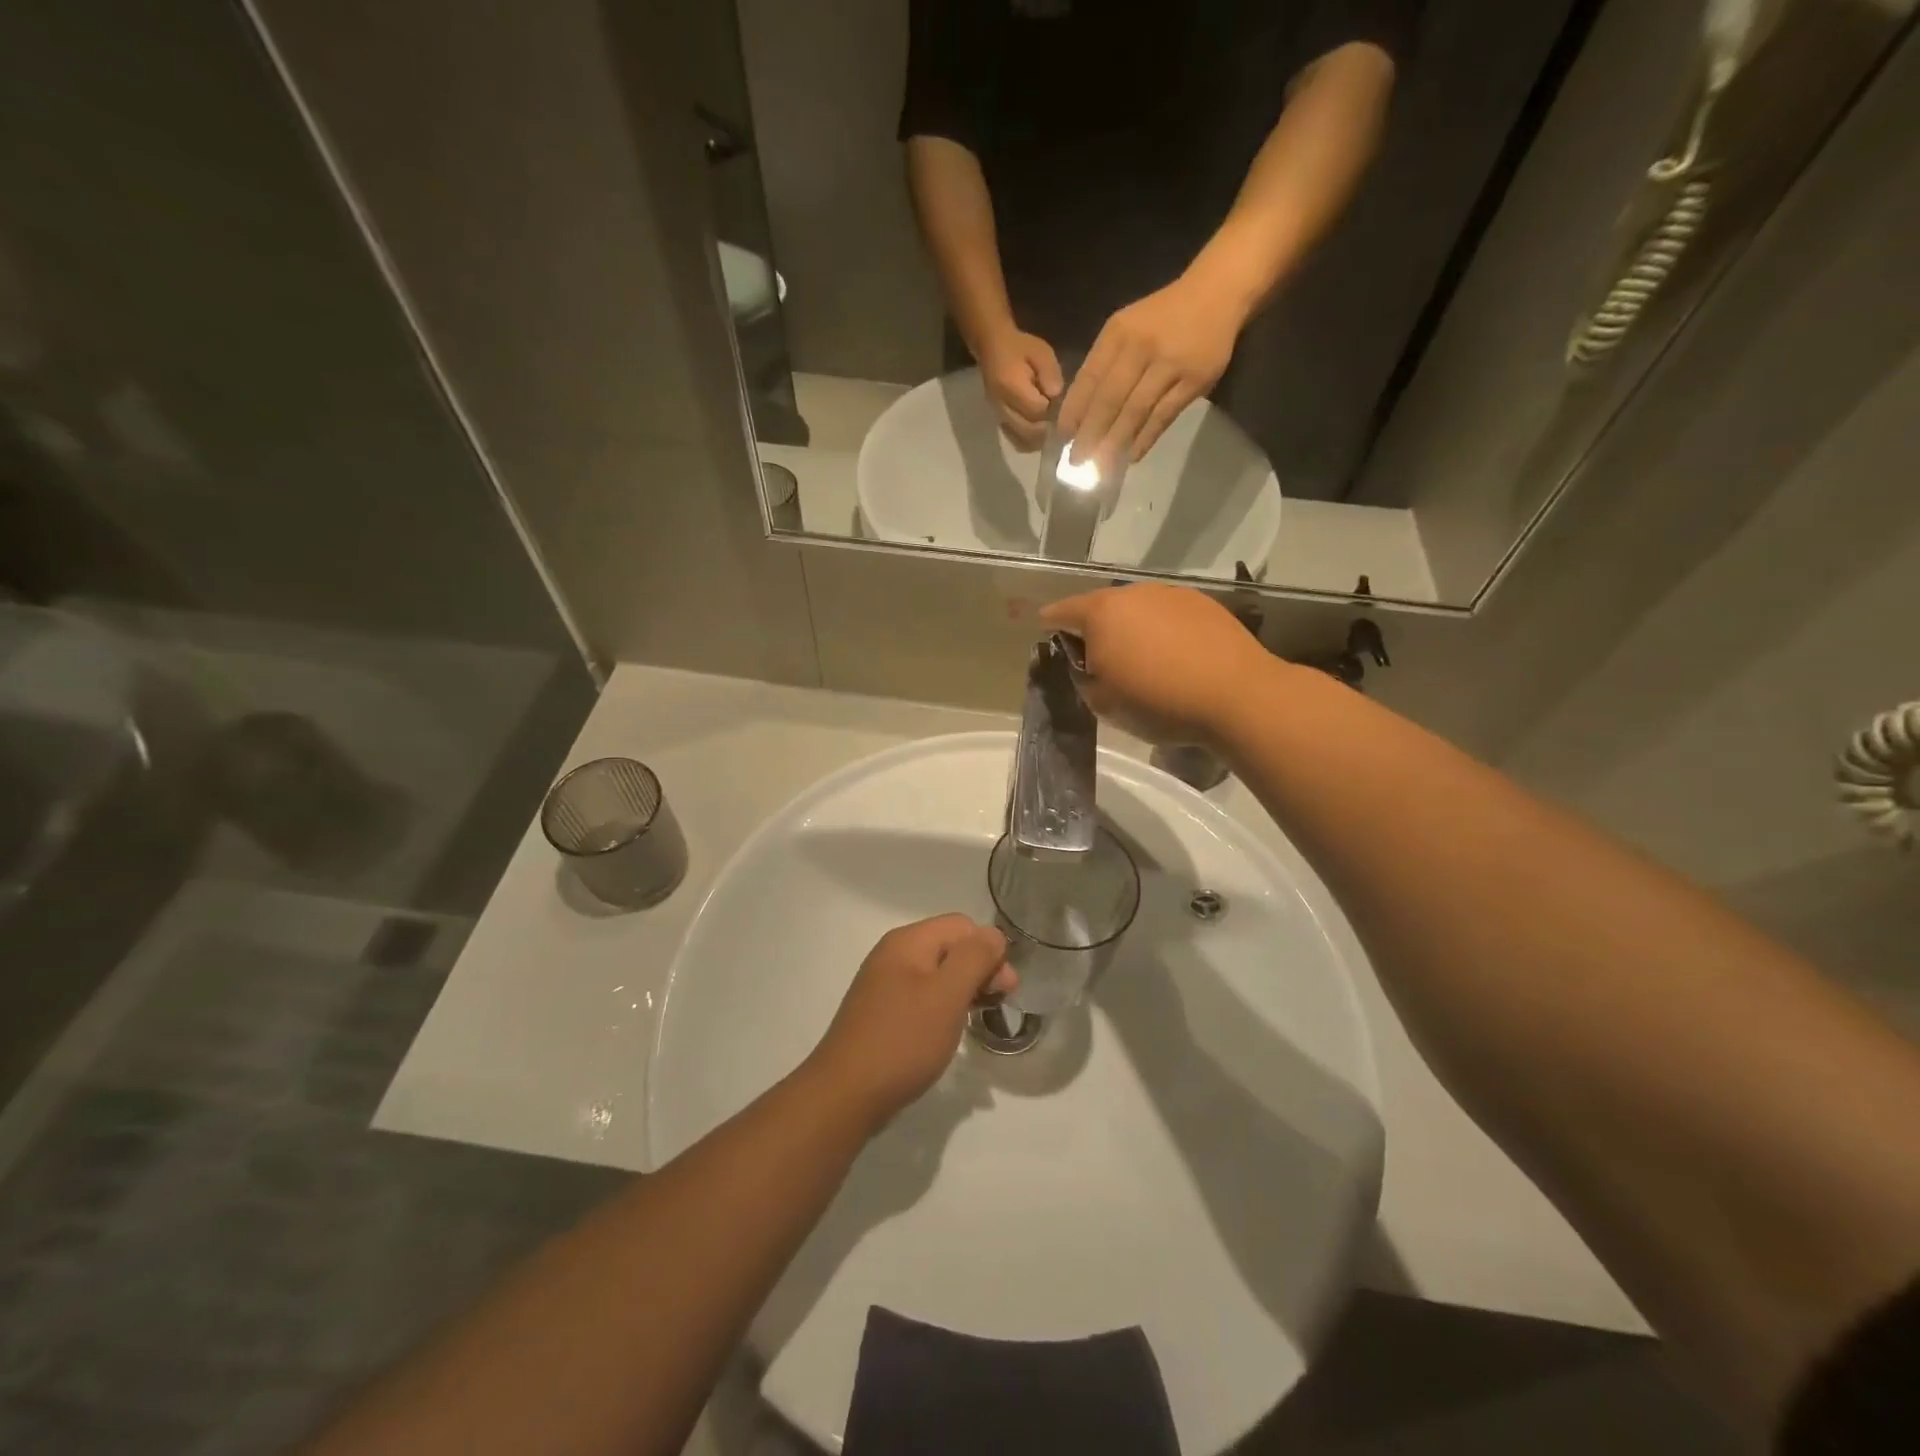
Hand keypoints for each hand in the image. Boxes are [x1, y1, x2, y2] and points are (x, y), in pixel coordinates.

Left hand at [807, 915, 1014, 1128]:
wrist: (845, 1095)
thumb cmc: (903, 1040)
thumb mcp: (947, 995)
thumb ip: (974, 958)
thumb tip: (993, 934)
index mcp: (908, 941)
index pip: (962, 926)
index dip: (989, 950)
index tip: (1004, 989)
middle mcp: (894, 954)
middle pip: (950, 947)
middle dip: (979, 969)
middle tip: (997, 1005)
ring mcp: (885, 984)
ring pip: (938, 974)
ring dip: (963, 990)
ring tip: (977, 1018)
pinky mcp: (882, 1012)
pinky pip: (922, 996)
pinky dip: (942, 1007)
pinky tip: (948, 1031)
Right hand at [975, 328, 1062, 449]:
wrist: (991, 347)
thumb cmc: (1019, 347)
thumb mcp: (1041, 352)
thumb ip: (1050, 374)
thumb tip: (1055, 396)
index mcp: (1011, 386)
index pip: (1036, 410)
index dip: (1051, 410)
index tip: (1058, 402)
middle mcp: (1002, 405)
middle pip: (1028, 430)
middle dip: (1046, 428)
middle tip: (1056, 420)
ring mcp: (998, 415)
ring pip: (1021, 440)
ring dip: (1038, 438)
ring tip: (1049, 429)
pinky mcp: (998, 420)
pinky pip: (1014, 440)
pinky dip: (1028, 441)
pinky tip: (1037, 434)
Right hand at [1041, 584, 1275, 746]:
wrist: (1236, 696)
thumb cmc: (1158, 702)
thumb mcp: (1103, 703)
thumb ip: (1085, 678)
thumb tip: (1091, 665)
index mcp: (1101, 613)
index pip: (1062, 611)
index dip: (1050, 623)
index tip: (1045, 629)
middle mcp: (1134, 593)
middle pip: (1102, 607)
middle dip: (1095, 628)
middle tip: (1098, 657)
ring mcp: (1172, 594)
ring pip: (1138, 609)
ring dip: (1132, 628)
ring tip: (1140, 659)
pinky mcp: (1204, 604)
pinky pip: (1169, 615)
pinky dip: (1163, 631)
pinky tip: (1174, 656)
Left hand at [1057, 277, 1244, 473]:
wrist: (1218, 292)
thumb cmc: (1163, 317)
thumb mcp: (1127, 328)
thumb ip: (1104, 363)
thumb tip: (1081, 412)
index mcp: (1118, 333)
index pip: (1089, 378)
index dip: (1074, 411)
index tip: (1063, 437)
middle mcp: (1141, 347)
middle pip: (1109, 399)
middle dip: (1090, 434)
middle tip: (1076, 461)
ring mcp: (1169, 364)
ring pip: (1135, 411)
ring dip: (1115, 442)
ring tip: (1099, 467)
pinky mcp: (1194, 380)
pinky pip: (1164, 415)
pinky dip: (1145, 438)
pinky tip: (1131, 456)